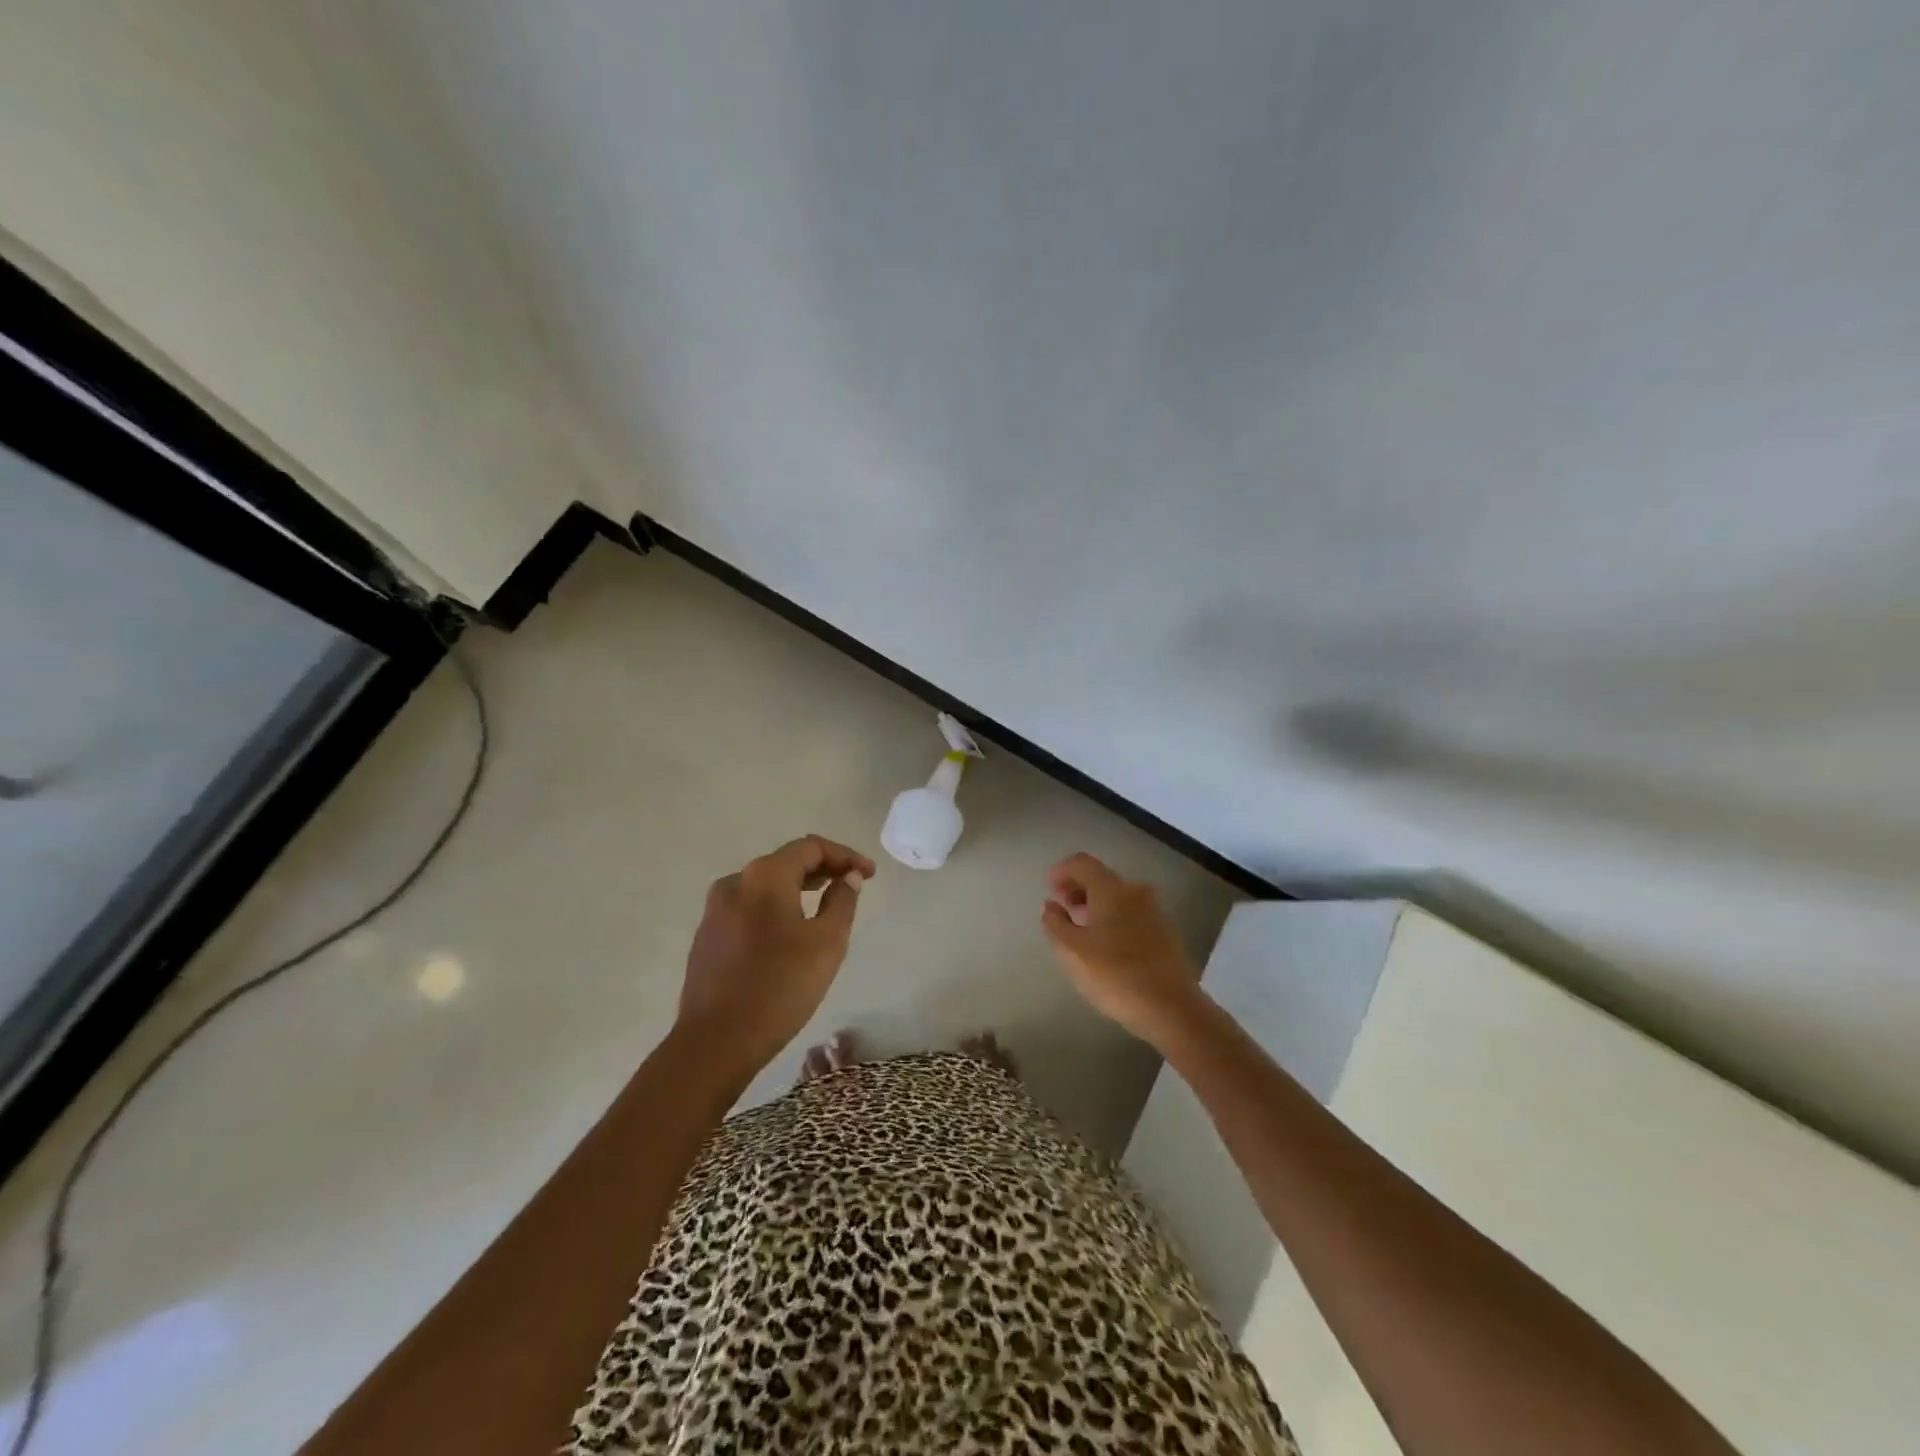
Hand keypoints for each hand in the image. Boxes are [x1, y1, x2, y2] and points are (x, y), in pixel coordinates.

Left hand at [678, 836, 876, 1077]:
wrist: (716, 1042)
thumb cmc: (780, 986)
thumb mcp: (827, 942)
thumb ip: (842, 901)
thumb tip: (847, 878)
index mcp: (764, 877)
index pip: (810, 847)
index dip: (844, 856)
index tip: (869, 874)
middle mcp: (734, 882)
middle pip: (786, 862)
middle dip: (823, 869)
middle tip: (852, 885)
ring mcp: (715, 911)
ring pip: (765, 886)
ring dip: (799, 888)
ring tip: (826, 904)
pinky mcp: (707, 937)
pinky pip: (749, 908)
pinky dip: (776, 908)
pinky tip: (791, 931)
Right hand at [1042, 852, 1202, 1043]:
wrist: (1172, 1009)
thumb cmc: (1115, 975)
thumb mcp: (1071, 952)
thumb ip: (1055, 923)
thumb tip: (1051, 905)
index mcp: (1112, 889)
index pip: (1082, 863)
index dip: (1061, 870)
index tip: (1048, 887)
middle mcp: (1135, 892)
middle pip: (1101, 878)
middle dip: (1077, 889)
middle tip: (1060, 909)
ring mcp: (1154, 911)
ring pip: (1117, 897)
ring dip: (1094, 905)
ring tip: (1078, 929)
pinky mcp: (1164, 932)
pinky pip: (1130, 913)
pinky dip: (1111, 918)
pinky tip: (1104, 944)